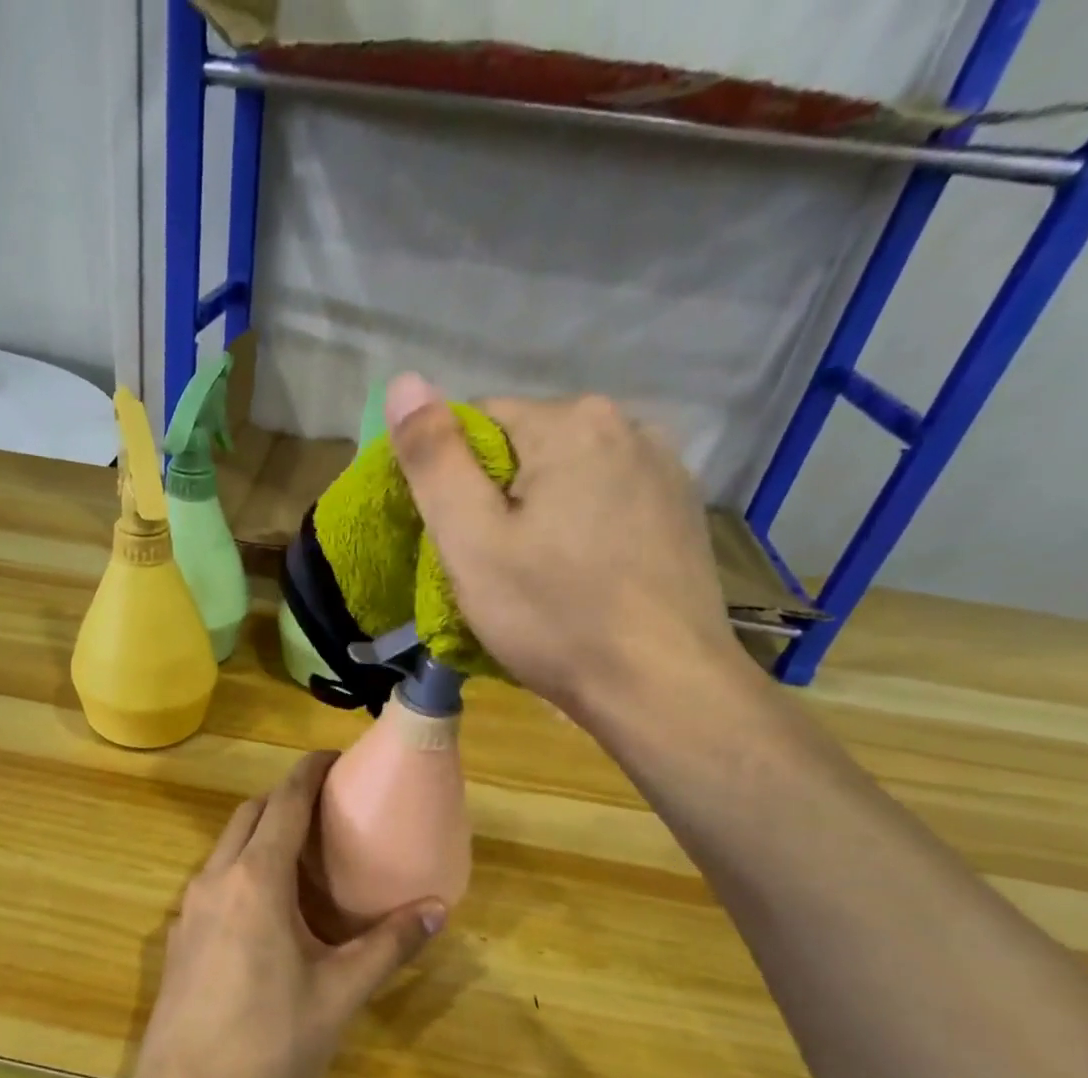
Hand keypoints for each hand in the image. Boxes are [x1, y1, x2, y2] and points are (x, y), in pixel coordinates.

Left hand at [129, 752, 444, 1077]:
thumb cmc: (269, 1044)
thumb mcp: (339, 994)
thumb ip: (388, 946)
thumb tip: (437, 909)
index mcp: (256, 880)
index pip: (284, 803)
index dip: (308, 772)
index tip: (334, 757)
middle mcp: (216, 879)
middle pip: (249, 814)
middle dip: (285, 797)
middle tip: (326, 806)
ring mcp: (189, 907)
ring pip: (226, 846)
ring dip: (260, 832)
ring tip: (302, 851)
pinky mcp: (177, 936)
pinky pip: (214, 879)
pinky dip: (242, 866)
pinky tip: (267, 907)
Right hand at [385, 374, 743, 723]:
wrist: (661, 687)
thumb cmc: (554, 616)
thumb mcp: (472, 542)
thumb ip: (434, 460)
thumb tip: (404, 381)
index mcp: (572, 423)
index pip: (480, 422)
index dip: (452, 479)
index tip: (455, 540)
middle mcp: (629, 425)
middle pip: (528, 448)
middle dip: (499, 497)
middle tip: (491, 569)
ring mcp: (665, 469)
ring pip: (570, 478)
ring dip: (542, 514)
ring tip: (538, 579)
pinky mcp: (683, 512)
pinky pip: (608, 503)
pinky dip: (583, 530)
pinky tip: (584, 579)